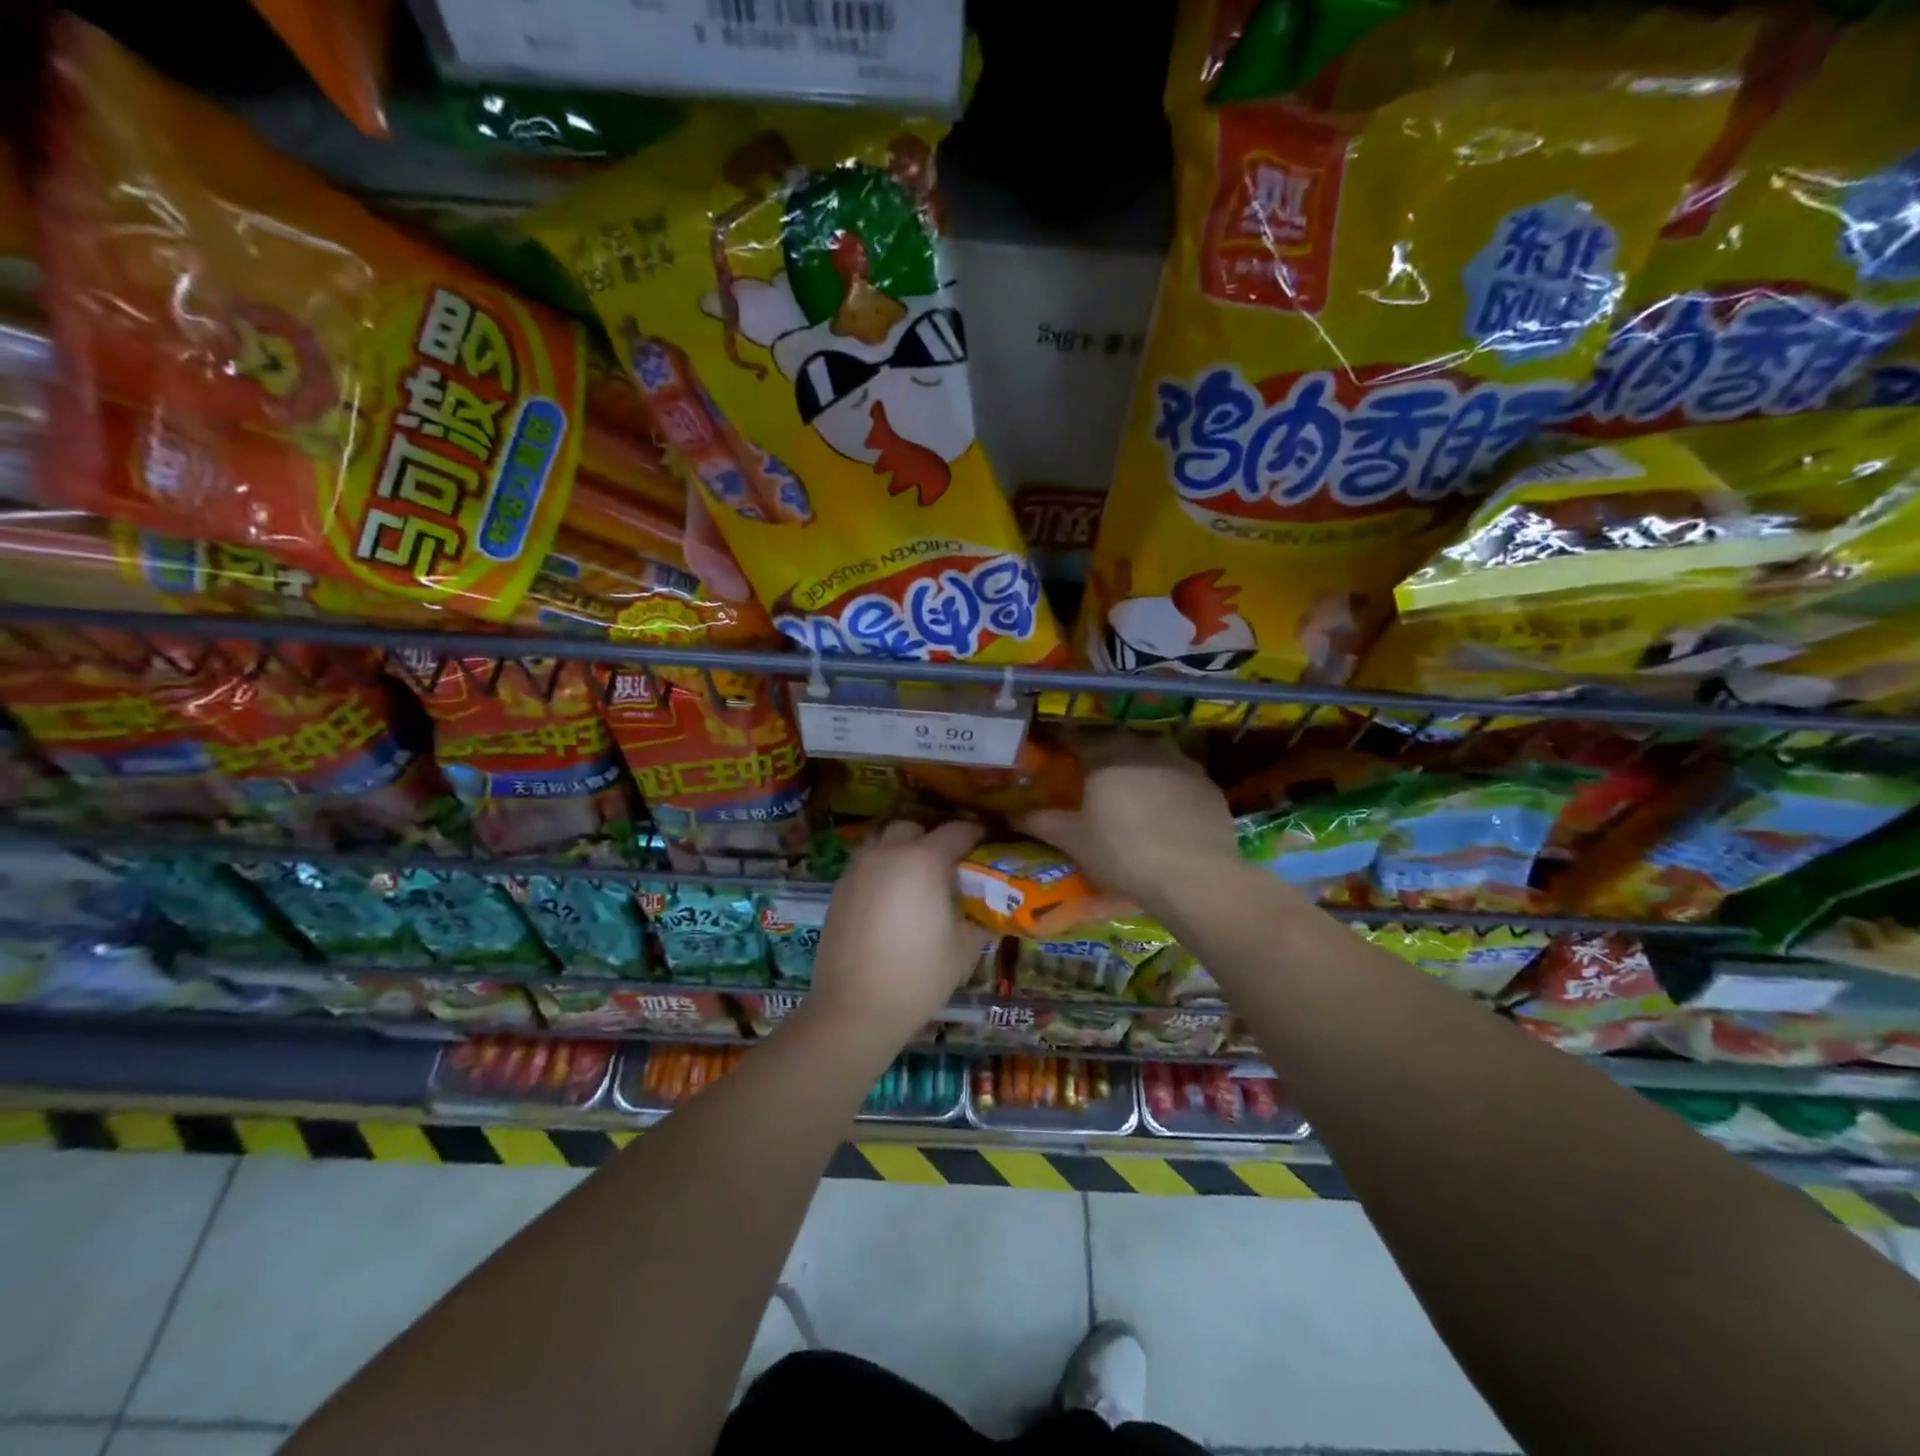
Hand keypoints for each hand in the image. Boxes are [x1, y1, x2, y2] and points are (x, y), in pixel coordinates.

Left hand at [807, 819, 991, 1049]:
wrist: (853, 1008)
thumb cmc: (917, 976)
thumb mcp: (964, 948)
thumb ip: (980, 917)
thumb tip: (989, 906)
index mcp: (924, 860)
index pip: (958, 830)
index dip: (977, 833)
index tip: (989, 842)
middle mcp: (889, 852)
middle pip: (915, 825)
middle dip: (934, 836)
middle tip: (951, 861)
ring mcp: (859, 868)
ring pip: (884, 838)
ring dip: (903, 846)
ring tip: (918, 873)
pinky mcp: (840, 887)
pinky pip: (867, 860)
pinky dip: (883, 865)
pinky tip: (892, 894)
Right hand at [1014, 734, 1239, 912]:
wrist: (1195, 876)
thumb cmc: (1123, 853)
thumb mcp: (1074, 841)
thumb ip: (1041, 821)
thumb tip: (1011, 814)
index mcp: (1106, 756)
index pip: (1076, 737)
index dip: (1062, 741)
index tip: (1053, 748)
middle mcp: (1143, 748)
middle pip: (1116, 740)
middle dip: (1101, 750)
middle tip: (1090, 770)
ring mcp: (1181, 763)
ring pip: (1152, 753)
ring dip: (1138, 763)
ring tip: (1129, 785)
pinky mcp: (1208, 784)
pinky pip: (1179, 775)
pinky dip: (1167, 783)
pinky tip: (1164, 806)